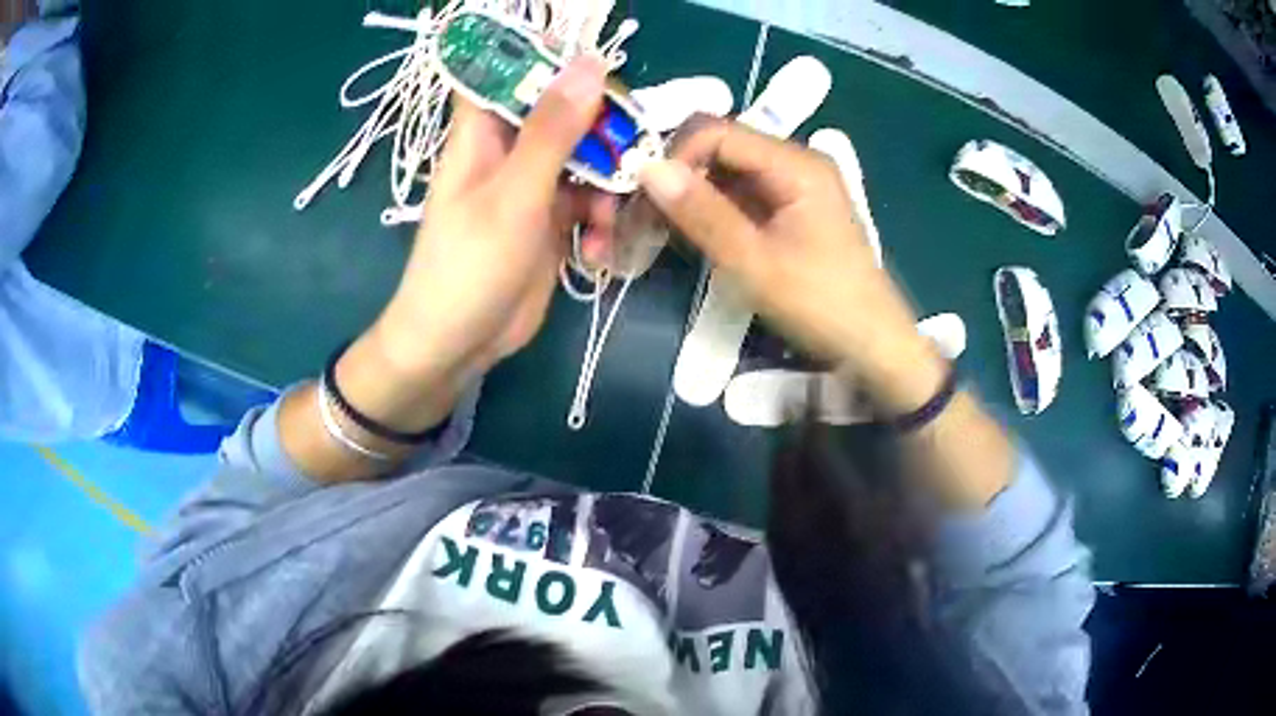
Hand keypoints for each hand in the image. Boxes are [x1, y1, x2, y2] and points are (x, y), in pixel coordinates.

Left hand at [374, 56, 614, 379]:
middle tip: (632, 155)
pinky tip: (598, 251)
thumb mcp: (514, 194)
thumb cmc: (470, 266)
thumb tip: (590, 65)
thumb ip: (553, 130)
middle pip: (564, 115)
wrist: (459, 346)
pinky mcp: (551, 221)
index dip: (551, 62)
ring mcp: (533, 187)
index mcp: (483, 134)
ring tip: (605, 224)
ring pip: (586, 160)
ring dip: (608, 188)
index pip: (512, 73)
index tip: (601, 72)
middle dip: (602, 134)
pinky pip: (589, 202)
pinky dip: (600, 222)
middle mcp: (509, 152)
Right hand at [638, 118, 945, 413]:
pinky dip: (709, 212)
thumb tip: (647, 169)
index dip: (673, 157)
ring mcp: (793, 186)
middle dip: (676, 177)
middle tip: (640, 220)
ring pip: (724, 173)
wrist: (871, 346)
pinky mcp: (790, 210)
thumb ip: (701, 213)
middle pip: (719, 148)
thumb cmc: (820, 304)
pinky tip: (687, 237)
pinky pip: (739, 196)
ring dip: (688, 197)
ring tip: (654, 232)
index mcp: (795, 163)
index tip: (643, 199)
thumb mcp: (755, 261)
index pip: (716, 132)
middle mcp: (794, 162)